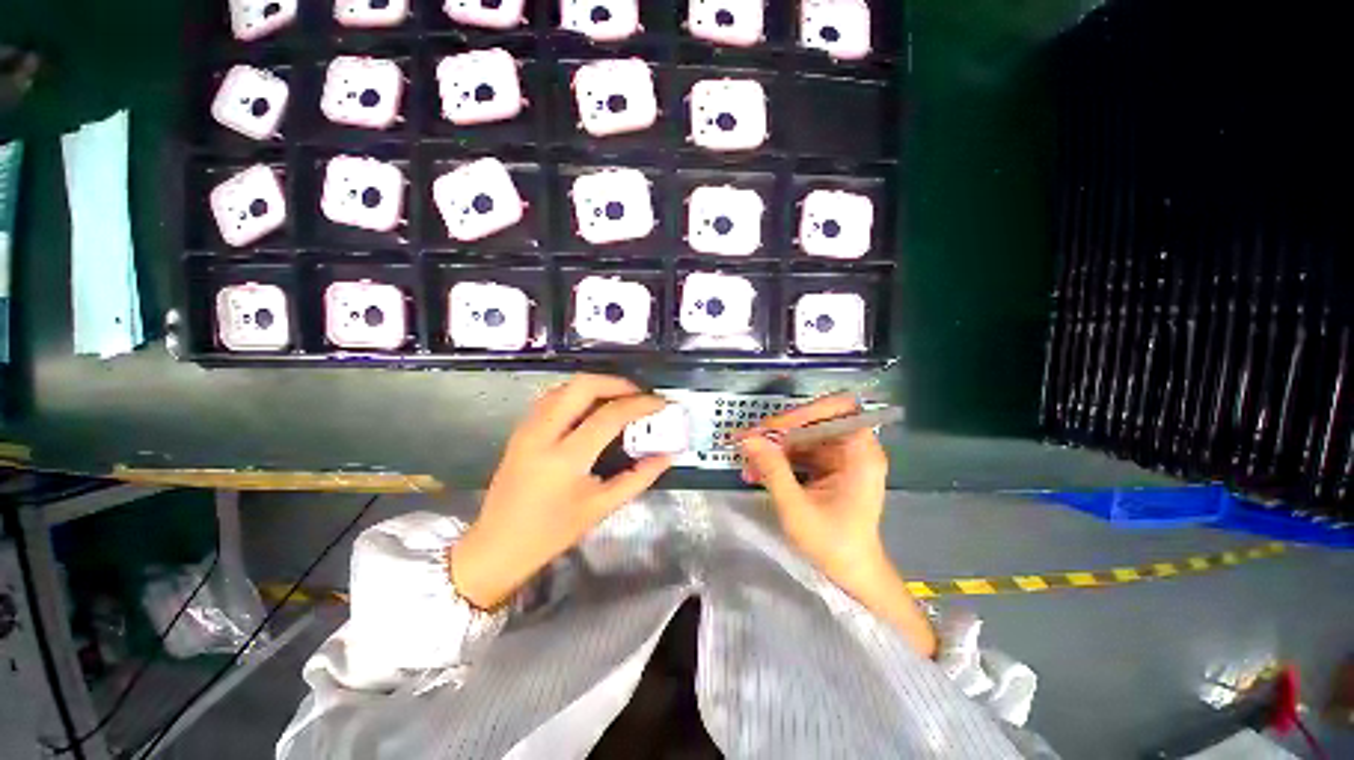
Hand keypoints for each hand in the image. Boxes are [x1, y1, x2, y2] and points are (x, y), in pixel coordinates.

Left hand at [451, 374, 671, 608]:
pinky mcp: (521, 429)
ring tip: (620, 399)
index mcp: (565, 457)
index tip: (661, 403)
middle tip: (638, 395)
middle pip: (583, 386)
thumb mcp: (601, 507)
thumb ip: (638, 477)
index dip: (640, 404)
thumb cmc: (552, 532)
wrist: (497, 546)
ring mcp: (528, 428)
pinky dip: (577, 394)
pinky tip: (591, 408)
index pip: (610, 415)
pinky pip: (553, 397)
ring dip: (596, 386)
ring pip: (565, 386)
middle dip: (616, 383)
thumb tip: (667, 455)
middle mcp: (543, 433)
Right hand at [738, 396, 936, 655]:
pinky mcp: (829, 468)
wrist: (852, 576)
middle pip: (814, 421)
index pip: (837, 410)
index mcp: (860, 454)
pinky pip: (800, 452)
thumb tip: (747, 438)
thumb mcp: (797, 508)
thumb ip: (772, 469)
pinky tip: (756, 472)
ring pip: (802, 436)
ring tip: (747, 461)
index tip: (773, 428)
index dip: (804, 412)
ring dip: (774, 446)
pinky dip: (778, 459)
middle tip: (749, 441)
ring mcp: (840, 458)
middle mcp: (853, 449)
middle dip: (779, 431)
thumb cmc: (833, 545)